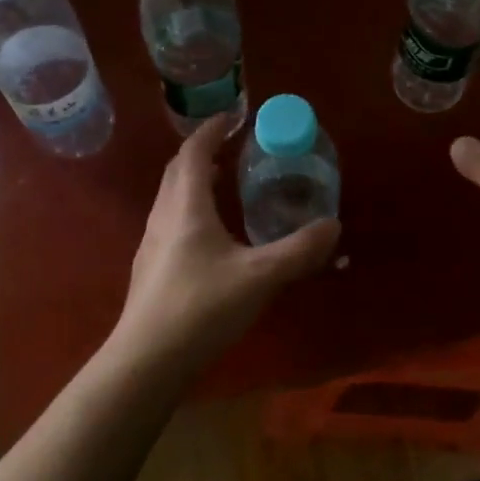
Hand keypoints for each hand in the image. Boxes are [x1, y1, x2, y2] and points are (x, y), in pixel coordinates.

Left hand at [116, 115, 340, 371]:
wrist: (146, 362)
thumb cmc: (201, 308)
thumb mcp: (260, 277)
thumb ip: (299, 250)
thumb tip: (333, 226)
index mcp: (186, 207)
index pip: (194, 152)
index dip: (212, 130)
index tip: (234, 118)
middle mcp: (163, 216)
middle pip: (178, 170)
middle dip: (203, 152)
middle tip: (233, 149)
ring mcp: (151, 244)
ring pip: (171, 197)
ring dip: (195, 181)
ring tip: (225, 185)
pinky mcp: (150, 269)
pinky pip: (170, 221)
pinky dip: (190, 209)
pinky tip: (212, 237)